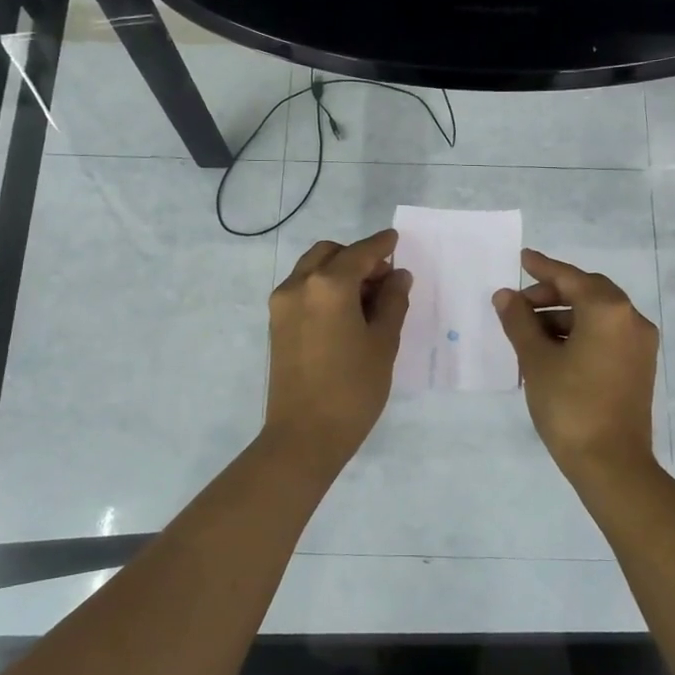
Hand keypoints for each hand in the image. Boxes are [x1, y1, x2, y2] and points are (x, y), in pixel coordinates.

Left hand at [263, 230, 412, 466]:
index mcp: (328, 285)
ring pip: (312, 269)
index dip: (381, 245)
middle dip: (357, 257)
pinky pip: (302, 289)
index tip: (395, 239)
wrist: (304, 435)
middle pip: (330, 253)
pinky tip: (345, 313)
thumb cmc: (353, 389)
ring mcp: (282, 304)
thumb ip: (392, 302)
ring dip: (338, 271)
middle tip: (383, 280)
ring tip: (366, 299)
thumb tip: (398, 276)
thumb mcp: (383, 343)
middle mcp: (299, 285)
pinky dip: (323, 288)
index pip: (360, 253)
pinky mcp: (276, 324)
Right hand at [492, 249, 659, 480]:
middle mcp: (631, 319)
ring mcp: (639, 344)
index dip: (542, 267)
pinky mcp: (639, 365)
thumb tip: (505, 295)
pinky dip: (579, 333)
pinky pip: (606, 334)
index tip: (522, 258)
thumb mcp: (537, 360)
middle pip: (587, 292)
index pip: (570, 278)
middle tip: (519, 304)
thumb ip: (519, 321)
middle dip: (551, 294)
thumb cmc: (570, 405)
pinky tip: (552, 349)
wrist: (611, 463)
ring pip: (597, 315)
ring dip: (563, 316)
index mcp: (608, 310)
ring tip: (528, 332)